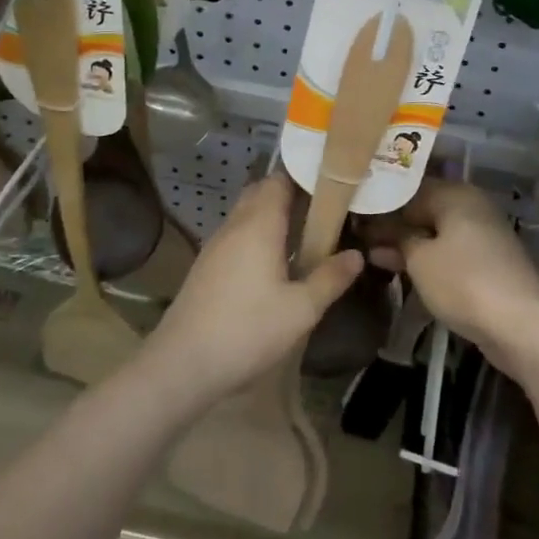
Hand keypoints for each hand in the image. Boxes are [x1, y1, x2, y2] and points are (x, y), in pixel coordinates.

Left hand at [141, 176, 363, 408]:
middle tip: (324, 207)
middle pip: (261, 192)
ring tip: (305, 231)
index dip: (304, 175)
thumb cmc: (247, 330)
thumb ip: (330, 278)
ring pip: (246, 214)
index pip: (279, 180)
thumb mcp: (301, 310)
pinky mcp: (206, 266)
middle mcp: (235, 226)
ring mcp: (215, 246)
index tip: (332, 181)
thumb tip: (357, 255)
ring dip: (272, 215)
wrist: (182, 364)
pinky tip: (273, 261)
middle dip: (290, 193)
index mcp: (259, 225)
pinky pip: (236, 235)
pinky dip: (257, 234)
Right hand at [363, 180, 538, 372]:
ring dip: (409, 244)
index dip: (381, 204)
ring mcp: (484, 235)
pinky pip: (450, 251)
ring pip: (437, 233)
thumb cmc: (463, 282)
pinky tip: (404, 269)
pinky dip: (428, 258)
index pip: (408, 189)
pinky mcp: (489, 262)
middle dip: (394, 225)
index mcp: (456, 194)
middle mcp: (472, 206)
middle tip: (359, 236)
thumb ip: (396, 240)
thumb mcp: (419, 260)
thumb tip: (376, 230)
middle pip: (425, 210)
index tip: (354, 216)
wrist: (521, 325)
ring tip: (374, 256)